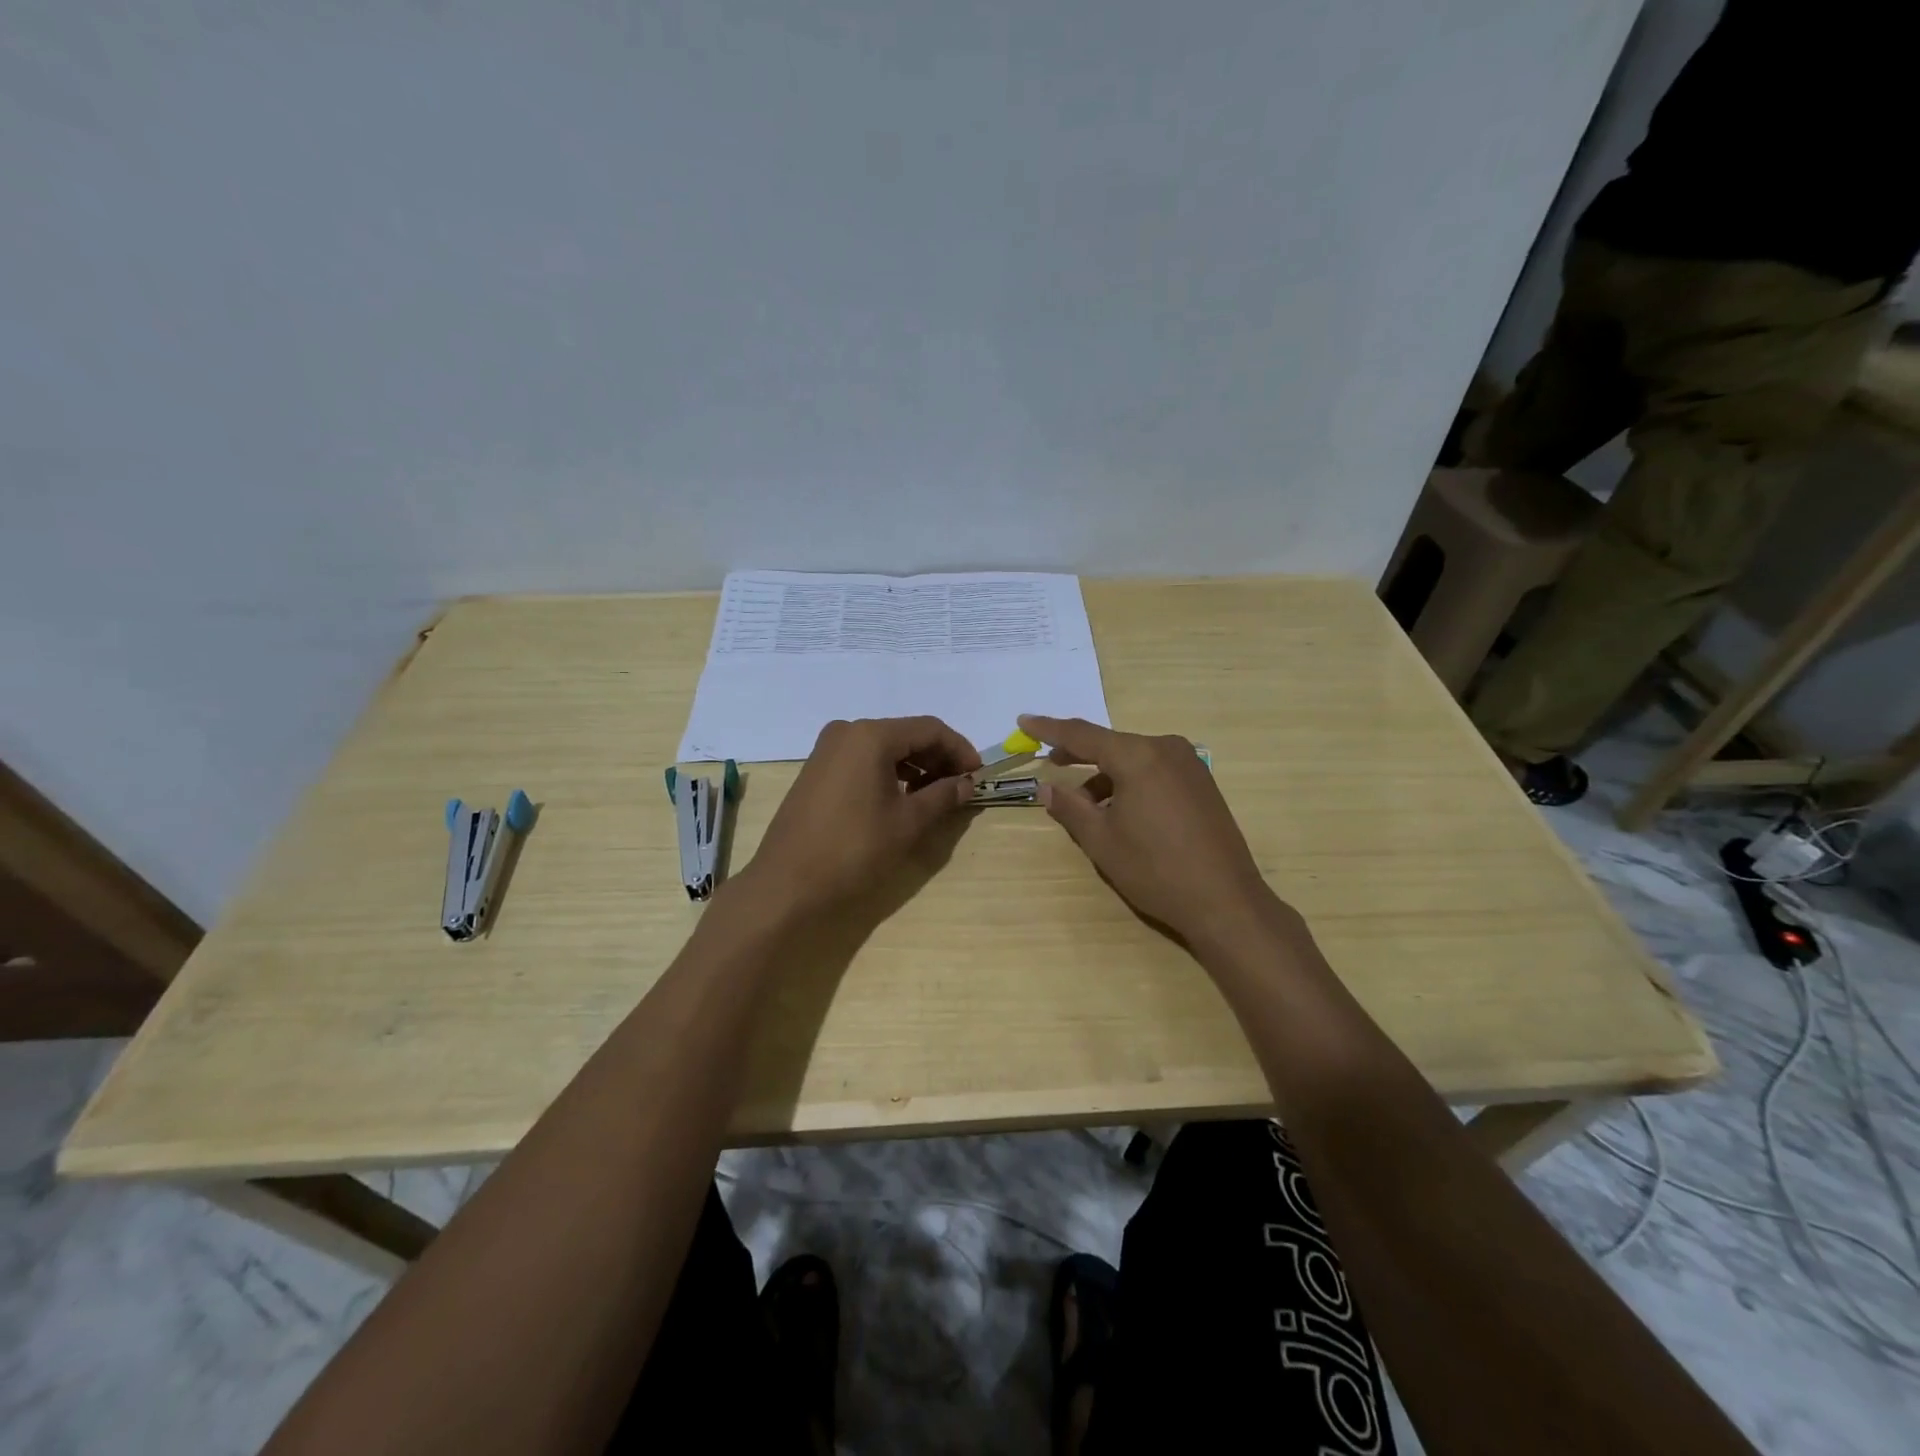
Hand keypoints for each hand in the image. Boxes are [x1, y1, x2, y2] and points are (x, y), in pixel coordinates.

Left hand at [744, 716, 980, 912]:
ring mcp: (827, 750)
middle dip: (937, 757)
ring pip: (884, 747)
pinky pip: (863, 760)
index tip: (979, 775)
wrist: (788, 883)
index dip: (960, 749)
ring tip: (935, 795)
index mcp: (871, 735)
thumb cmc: (854, 848)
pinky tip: (901, 798)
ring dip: (914, 766)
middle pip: (906, 734)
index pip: (930, 729)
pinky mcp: (817, 770)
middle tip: (960, 787)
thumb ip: (942, 795)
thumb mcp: (908, 822)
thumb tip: (966, 783)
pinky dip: (889, 772)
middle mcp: (847, 732)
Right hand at [1020, 714, 1279, 944]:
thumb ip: (1070, 807)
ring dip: (1106, 774)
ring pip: (1133, 759)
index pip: (1083, 734)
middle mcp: (1165, 749)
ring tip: (1085, 803)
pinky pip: (1154, 770)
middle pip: (1111, 744)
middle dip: (1079, 754)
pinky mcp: (1202, 783)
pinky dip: (1130, 781)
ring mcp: (1189, 764)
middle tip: (1050, 760)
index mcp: (1138, 756)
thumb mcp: (1102, 840)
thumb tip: (1046, 787)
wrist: (1225, 901)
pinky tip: (1119, 809)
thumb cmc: (1155, 870)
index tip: (1023, 720)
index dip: (1049, 729)